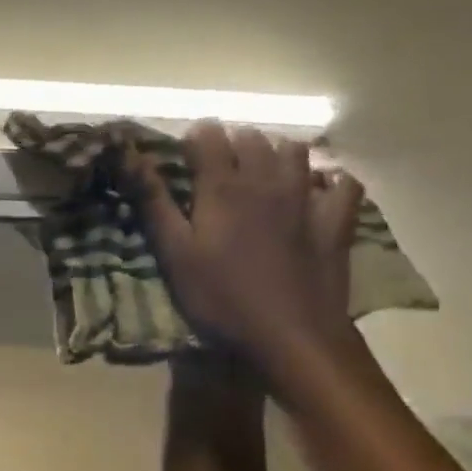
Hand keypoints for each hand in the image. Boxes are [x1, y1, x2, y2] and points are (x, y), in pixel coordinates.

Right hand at [124, 121, 364, 375]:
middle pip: (252, 138)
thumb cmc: (220, 297)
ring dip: (275, 152)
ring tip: (260, 170)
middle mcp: (267, 179)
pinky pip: (342, 182)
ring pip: (295, 151)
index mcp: (223, 186)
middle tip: (215, 166)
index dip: (193, 138)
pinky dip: (329, 178)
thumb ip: (153, 202)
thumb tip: (129, 155)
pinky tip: (316, 188)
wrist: (290, 334)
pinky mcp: (337, 220)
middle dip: (231, 142)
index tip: (181, 155)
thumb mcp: (174, 253)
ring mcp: (308, 197)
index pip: (208, 136)